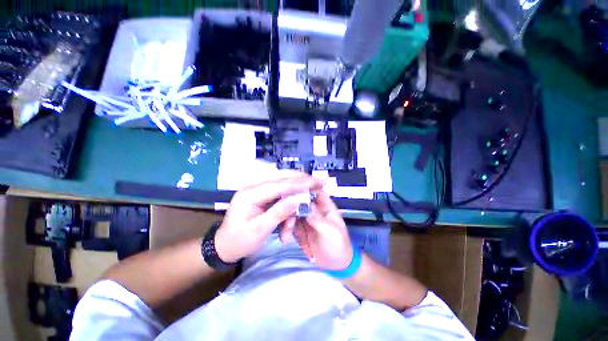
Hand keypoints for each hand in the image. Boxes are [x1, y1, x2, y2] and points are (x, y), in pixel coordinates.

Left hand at [215, 172, 324, 262]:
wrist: (224, 246)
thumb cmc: (240, 241)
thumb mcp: (259, 230)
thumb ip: (279, 213)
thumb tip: (298, 199)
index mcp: (250, 194)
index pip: (279, 185)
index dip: (299, 183)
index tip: (316, 182)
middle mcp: (255, 187)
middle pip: (282, 178)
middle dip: (301, 179)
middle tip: (318, 180)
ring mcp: (258, 190)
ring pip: (282, 183)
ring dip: (297, 188)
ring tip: (311, 187)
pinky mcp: (262, 195)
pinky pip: (280, 192)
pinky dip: (290, 196)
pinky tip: (297, 199)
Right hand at [285, 190, 353, 269]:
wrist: (336, 265)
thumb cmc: (338, 246)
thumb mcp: (331, 232)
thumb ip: (318, 218)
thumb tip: (306, 204)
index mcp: (325, 205)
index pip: (314, 190)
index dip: (303, 188)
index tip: (290, 191)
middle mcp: (314, 208)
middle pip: (299, 199)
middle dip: (290, 206)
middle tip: (285, 217)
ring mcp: (305, 218)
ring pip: (292, 211)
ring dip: (287, 220)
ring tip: (286, 233)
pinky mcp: (299, 228)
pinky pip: (289, 224)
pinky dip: (286, 229)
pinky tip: (285, 238)